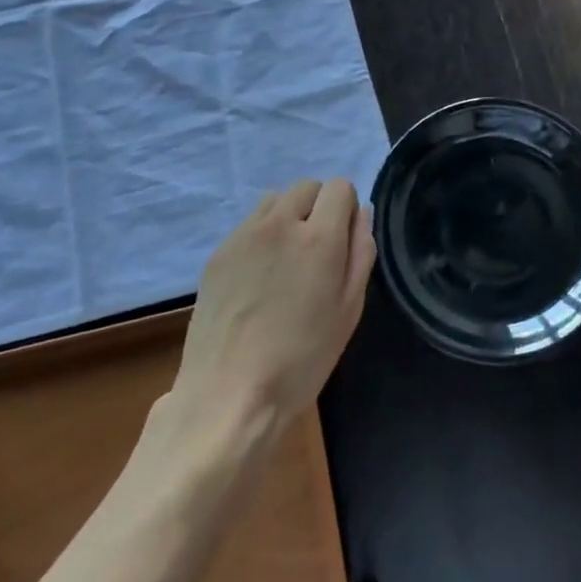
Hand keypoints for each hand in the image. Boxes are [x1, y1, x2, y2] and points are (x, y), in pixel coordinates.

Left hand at [168, 179, 374, 438]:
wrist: (229, 394)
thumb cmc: (302, 359)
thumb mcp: (349, 310)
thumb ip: (361, 253)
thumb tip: (362, 215)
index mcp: (319, 237)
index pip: (340, 187)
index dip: (347, 209)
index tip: (343, 242)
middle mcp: (280, 223)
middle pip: (307, 187)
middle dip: (319, 208)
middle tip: (317, 253)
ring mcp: (244, 235)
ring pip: (275, 200)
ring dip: (288, 216)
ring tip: (286, 261)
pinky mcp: (218, 252)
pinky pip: (248, 224)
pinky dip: (261, 236)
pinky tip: (258, 278)